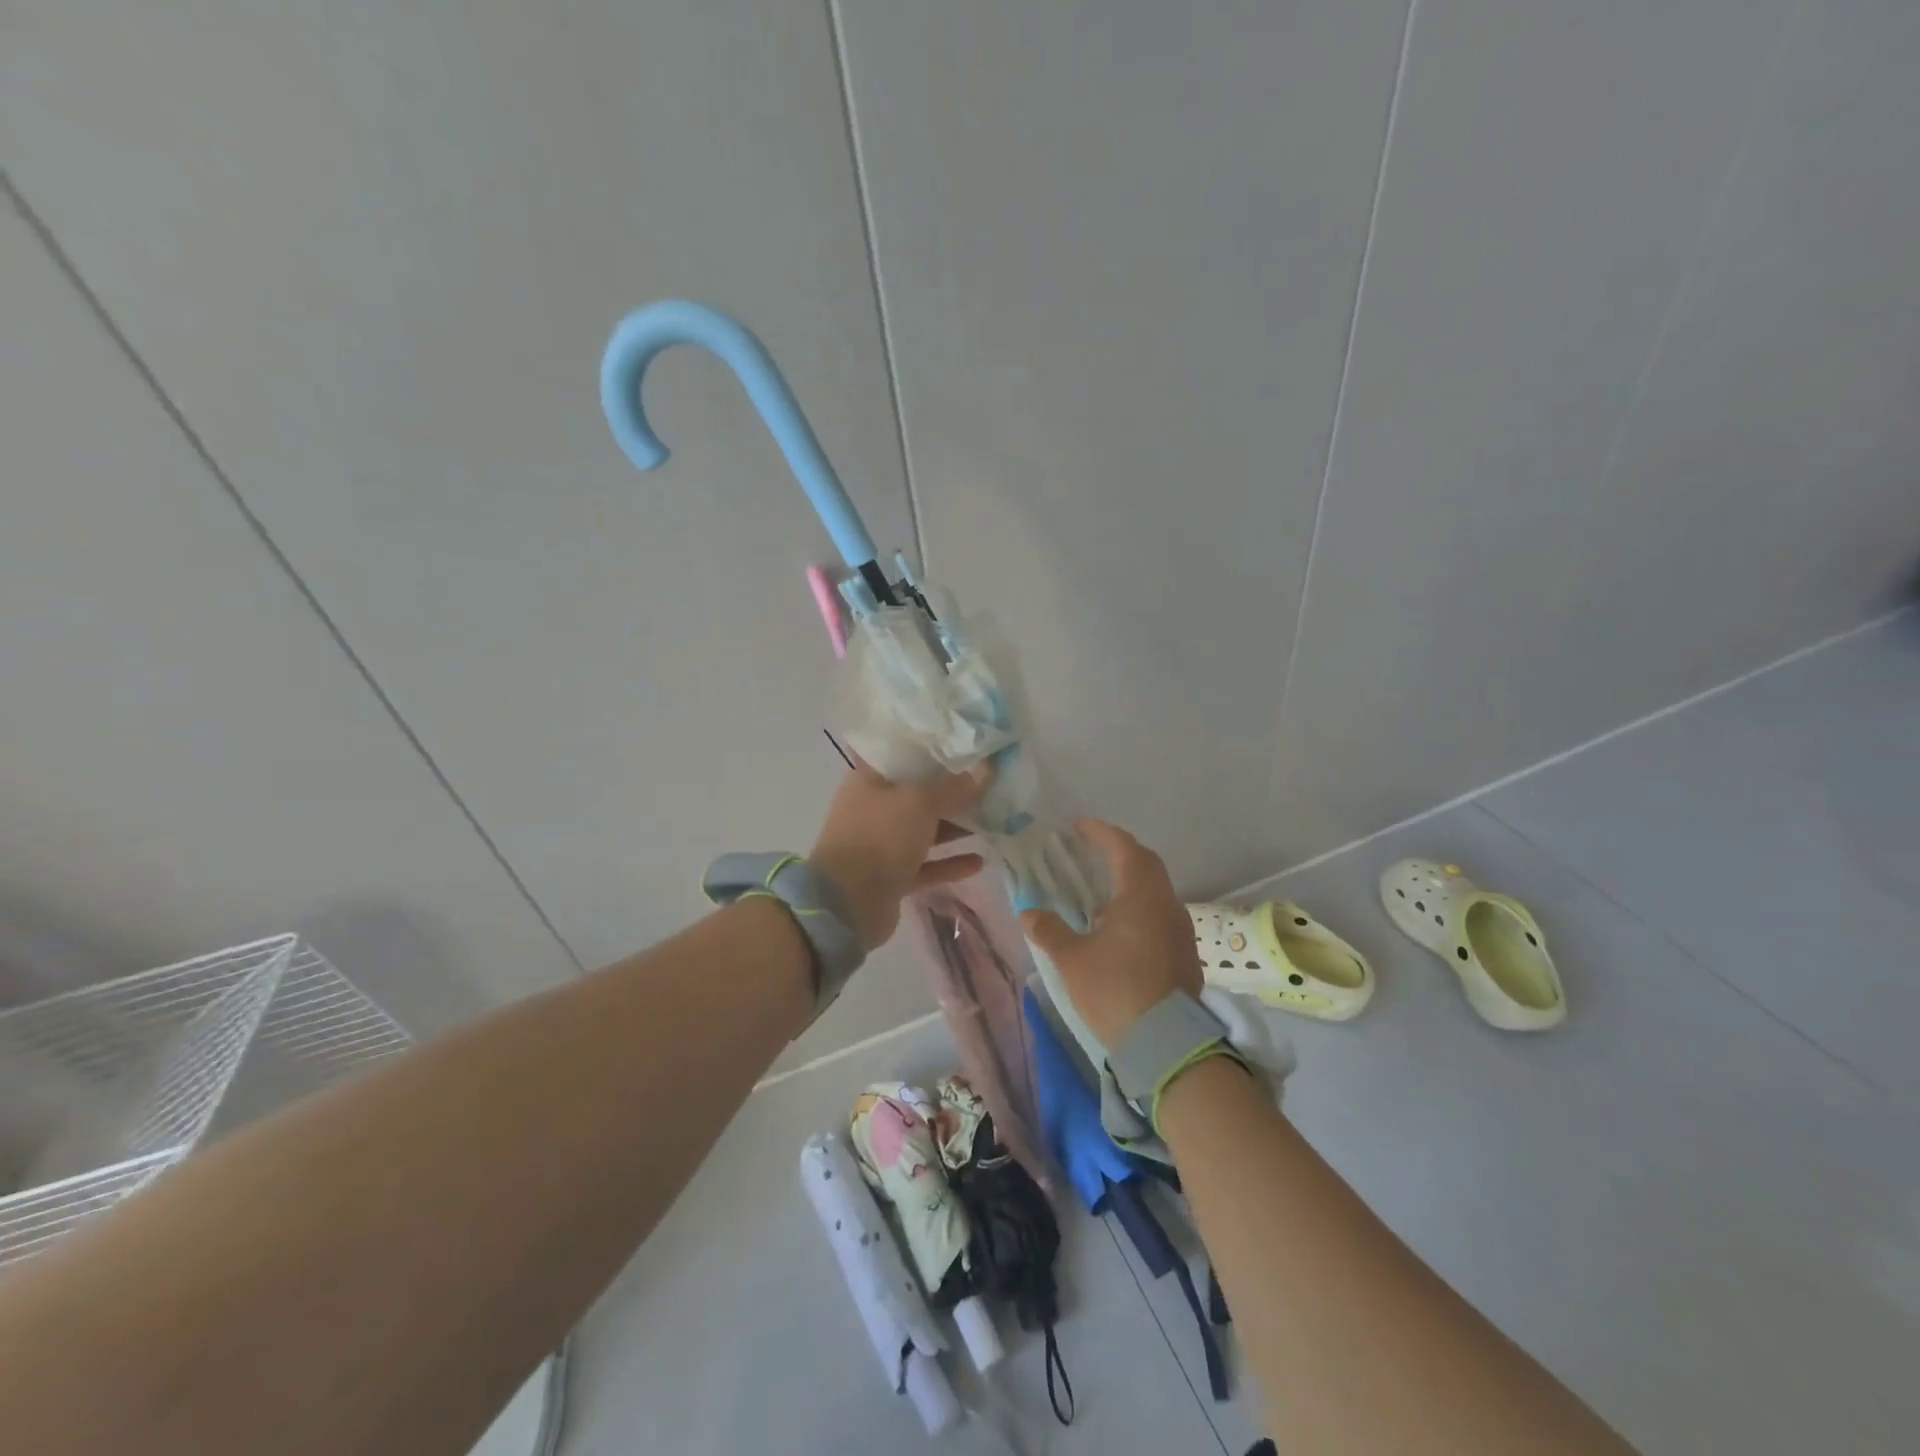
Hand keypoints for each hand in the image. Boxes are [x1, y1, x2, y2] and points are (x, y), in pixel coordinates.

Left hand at [809, 758, 991, 949]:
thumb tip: (986, 768)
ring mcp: (881, 844)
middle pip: (919, 794)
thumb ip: (955, 787)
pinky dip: (950, 862)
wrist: (847, 903)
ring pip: (925, 830)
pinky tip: (980, 861)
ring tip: (993, 821)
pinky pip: (926, 865)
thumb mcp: (920, 802)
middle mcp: (874, 807)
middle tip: (991, 784)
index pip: (905, 755)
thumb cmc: (880, 836)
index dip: (936, 749)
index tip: (969, 746)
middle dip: (953, 791)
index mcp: (870, 779)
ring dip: (955, 827)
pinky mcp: (891, 876)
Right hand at [1020, 819, 1201, 1047]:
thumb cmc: (1116, 990)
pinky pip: (1160, 911)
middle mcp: (1166, 903)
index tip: (1079, 826)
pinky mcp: (1184, 951)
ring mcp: (1180, 928)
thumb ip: (1049, 930)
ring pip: (1156, 888)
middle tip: (1091, 850)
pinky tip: (1119, 924)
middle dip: (1118, 851)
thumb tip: (1029, 913)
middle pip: (1145, 863)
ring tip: (1100, 888)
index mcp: (1140, 895)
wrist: (1167, 1043)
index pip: (1123, 848)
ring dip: (1130, 879)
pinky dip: (1139, 904)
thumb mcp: (1072, 960)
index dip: (1100, 833)